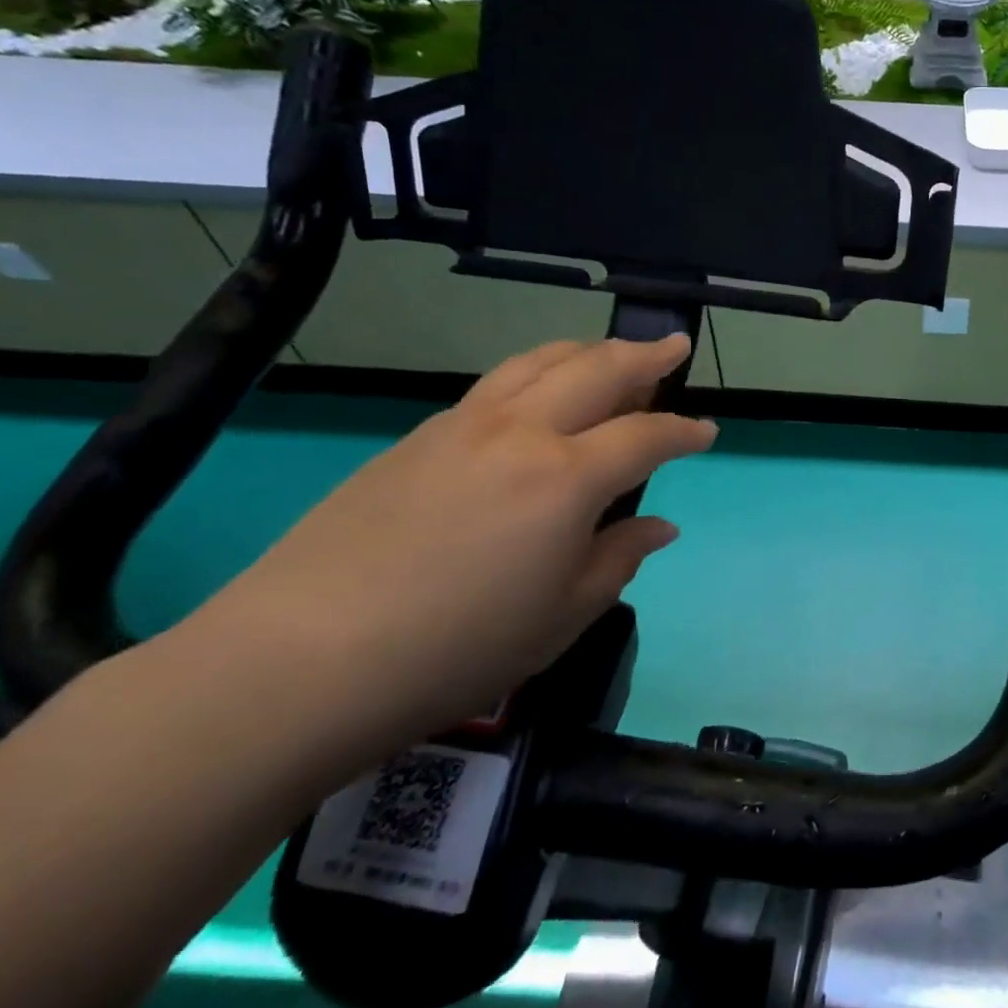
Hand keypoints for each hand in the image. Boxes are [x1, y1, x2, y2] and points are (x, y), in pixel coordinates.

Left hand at [194, 335, 715, 758]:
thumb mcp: (562, 616)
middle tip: (674, 346)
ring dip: (587, 351)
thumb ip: (618, 559)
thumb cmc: (456, 648)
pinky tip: (539, 396)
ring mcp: (462, 426)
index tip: (707, 431)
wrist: (300, 660)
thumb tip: (659, 527)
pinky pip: (496, 384)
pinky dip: (537, 373)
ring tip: (612, 354)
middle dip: (645, 356)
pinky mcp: (417, 437)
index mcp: (567, 478)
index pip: (645, 436)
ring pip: (540, 362)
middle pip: (597, 370)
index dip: (684, 432)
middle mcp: (521, 433)